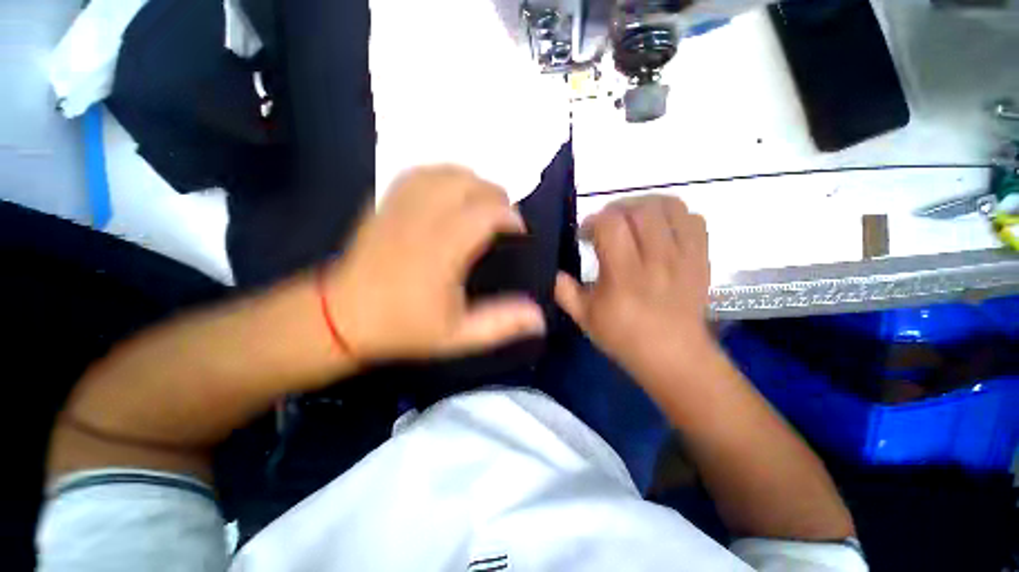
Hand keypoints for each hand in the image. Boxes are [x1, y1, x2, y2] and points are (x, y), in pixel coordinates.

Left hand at [324, 166, 545, 361]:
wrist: (342, 317)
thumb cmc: (403, 328)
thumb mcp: (458, 337)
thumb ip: (501, 324)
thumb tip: (540, 317)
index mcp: (441, 253)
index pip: (485, 214)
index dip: (510, 217)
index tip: (520, 233)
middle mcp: (421, 221)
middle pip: (467, 185)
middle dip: (496, 196)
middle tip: (504, 219)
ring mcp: (399, 208)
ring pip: (443, 173)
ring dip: (472, 182)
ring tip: (482, 203)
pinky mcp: (384, 203)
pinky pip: (417, 173)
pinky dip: (442, 175)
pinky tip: (450, 192)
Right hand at [555, 196, 710, 377]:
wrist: (673, 356)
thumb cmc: (623, 337)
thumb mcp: (584, 317)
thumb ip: (564, 290)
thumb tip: (553, 269)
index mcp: (624, 275)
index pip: (610, 225)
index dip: (593, 221)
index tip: (586, 234)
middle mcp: (656, 260)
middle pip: (640, 210)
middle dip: (616, 209)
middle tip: (607, 224)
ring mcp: (683, 257)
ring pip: (669, 207)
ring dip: (645, 205)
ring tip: (632, 219)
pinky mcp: (701, 258)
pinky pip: (693, 219)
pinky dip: (674, 215)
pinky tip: (659, 227)